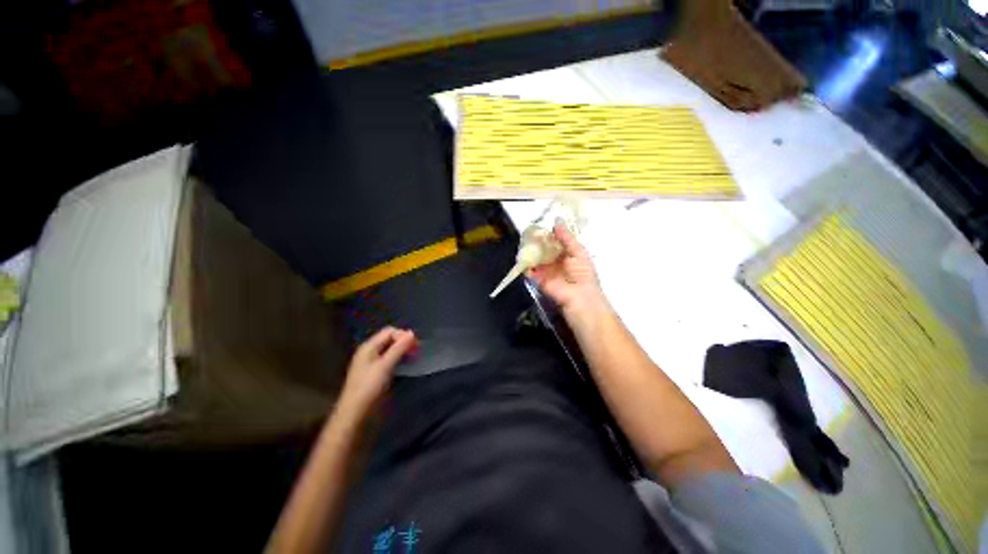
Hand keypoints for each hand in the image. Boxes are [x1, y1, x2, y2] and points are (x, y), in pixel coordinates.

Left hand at [336, 327, 416, 421]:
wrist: (355, 415)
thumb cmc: (369, 388)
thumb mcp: (385, 366)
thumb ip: (398, 348)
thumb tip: (412, 333)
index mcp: (369, 347)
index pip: (389, 332)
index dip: (403, 335)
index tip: (416, 346)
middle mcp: (370, 352)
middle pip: (390, 339)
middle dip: (404, 342)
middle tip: (417, 352)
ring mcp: (372, 363)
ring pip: (391, 350)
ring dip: (403, 351)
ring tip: (414, 358)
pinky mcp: (376, 373)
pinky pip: (390, 360)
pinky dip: (399, 359)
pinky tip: (406, 365)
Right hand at [528, 224, 609, 320]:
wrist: (579, 297)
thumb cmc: (582, 273)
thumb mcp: (578, 252)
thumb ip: (566, 237)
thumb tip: (557, 221)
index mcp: (567, 254)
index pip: (555, 241)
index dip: (548, 234)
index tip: (540, 225)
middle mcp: (555, 261)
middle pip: (544, 249)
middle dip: (537, 242)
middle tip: (528, 232)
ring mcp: (546, 270)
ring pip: (536, 258)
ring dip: (530, 251)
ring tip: (523, 242)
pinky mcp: (538, 279)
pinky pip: (530, 270)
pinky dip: (526, 264)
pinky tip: (522, 255)